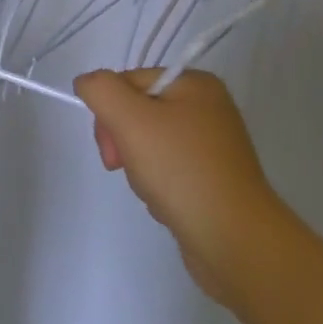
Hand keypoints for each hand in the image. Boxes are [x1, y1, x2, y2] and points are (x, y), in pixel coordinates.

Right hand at [75, 68, 287, 312]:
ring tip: (153, 191)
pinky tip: (166, 204)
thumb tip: (86, 83)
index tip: (111, 148)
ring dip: (139, 168)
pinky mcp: (214, 180)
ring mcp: (213, 146)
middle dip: (124, 142)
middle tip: (122, 168)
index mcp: (195, 84)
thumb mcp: (131, 119)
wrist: (235, 241)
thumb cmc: (181, 170)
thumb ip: (101, 90)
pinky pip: (170, 171)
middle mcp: (208, 108)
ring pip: (150, 144)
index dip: (110, 112)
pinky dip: (159, 186)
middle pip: (138, 113)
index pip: (130, 82)